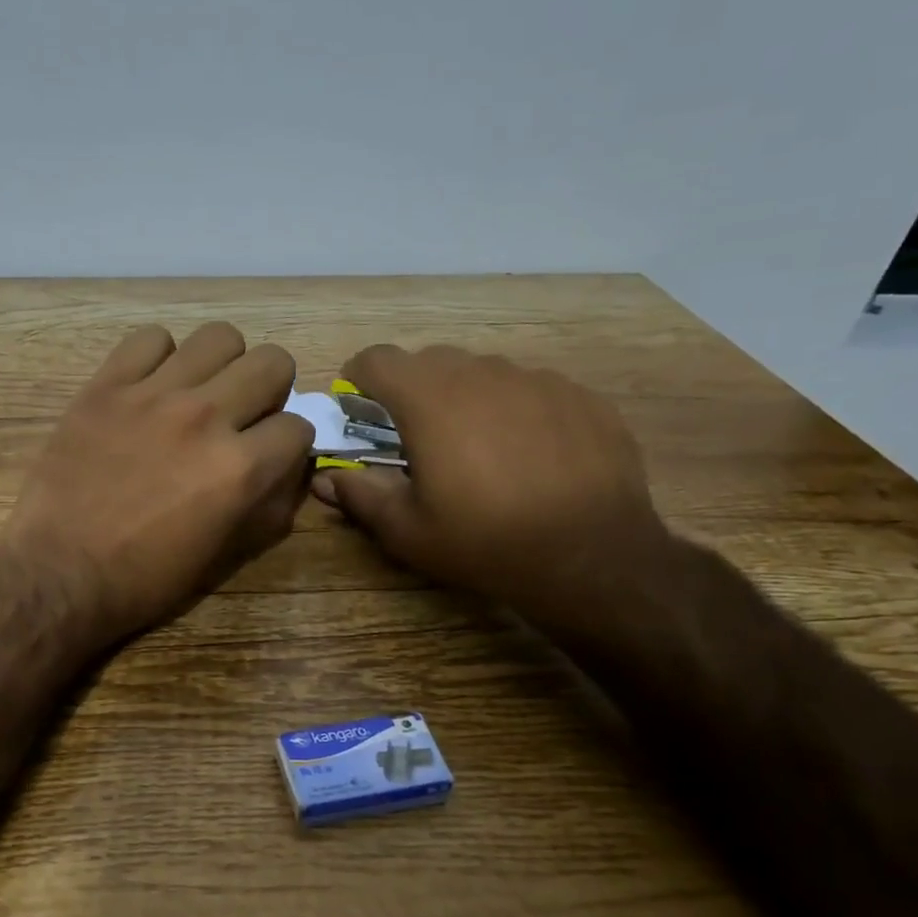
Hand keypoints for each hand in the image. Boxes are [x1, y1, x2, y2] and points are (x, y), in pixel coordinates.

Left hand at [0, 323, 314, 645]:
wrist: (58, 572)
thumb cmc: (143, 578)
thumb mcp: (223, 557)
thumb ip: (268, 508)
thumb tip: (290, 470)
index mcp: (240, 469)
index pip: (299, 426)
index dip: (289, 444)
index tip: (270, 454)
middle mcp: (207, 418)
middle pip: (273, 363)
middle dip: (270, 390)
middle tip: (242, 415)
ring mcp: (154, 395)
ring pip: (219, 337)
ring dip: (221, 365)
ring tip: (199, 392)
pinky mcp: (107, 386)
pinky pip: (150, 339)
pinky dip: (159, 358)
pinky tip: (149, 387)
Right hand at [313, 344, 671, 628]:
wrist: (593, 557)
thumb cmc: (484, 542)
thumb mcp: (407, 530)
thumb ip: (359, 495)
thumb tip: (325, 478)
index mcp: (429, 399)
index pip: (376, 359)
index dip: (359, 381)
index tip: (361, 414)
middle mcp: (482, 373)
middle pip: (429, 361)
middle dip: (411, 392)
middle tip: (417, 440)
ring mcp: (537, 379)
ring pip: (483, 373)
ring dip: (465, 399)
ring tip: (479, 451)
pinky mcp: (580, 396)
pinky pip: (531, 389)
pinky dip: (515, 411)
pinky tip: (529, 456)